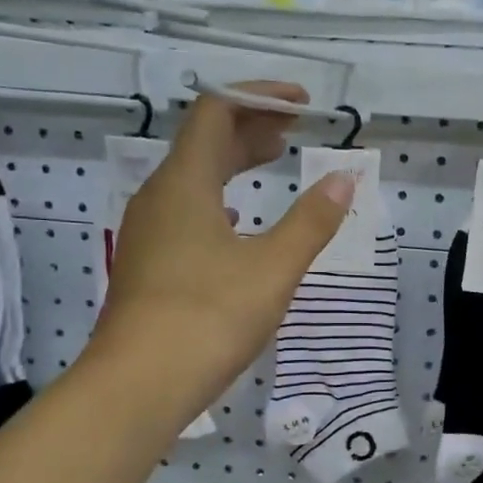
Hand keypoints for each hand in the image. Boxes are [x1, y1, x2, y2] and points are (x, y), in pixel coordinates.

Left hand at [92, 82, 352, 393]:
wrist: (138, 385)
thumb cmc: (209, 317)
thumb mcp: (273, 268)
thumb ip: (311, 221)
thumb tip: (344, 181)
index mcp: (184, 183)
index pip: (217, 111)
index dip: (259, 98)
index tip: (302, 105)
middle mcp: (158, 197)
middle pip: (204, 142)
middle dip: (251, 127)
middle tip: (295, 131)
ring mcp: (147, 232)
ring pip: (193, 178)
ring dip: (234, 162)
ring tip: (273, 163)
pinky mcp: (147, 264)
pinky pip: (186, 210)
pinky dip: (220, 199)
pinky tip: (238, 221)